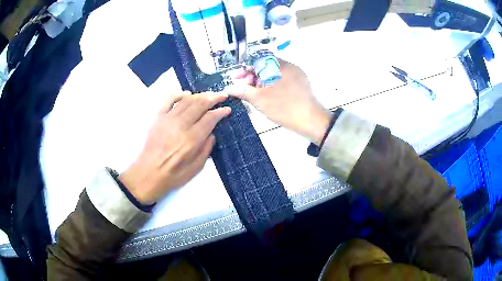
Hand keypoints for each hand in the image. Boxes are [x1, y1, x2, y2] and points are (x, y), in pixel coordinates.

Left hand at [119, 92, 230, 204]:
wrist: (148, 174)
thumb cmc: (173, 175)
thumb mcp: (196, 168)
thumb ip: (206, 149)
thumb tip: (212, 134)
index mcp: (192, 139)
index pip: (210, 118)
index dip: (221, 112)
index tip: (227, 109)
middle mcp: (181, 125)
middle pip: (200, 104)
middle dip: (214, 98)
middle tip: (222, 95)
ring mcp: (168, 119)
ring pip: (187, 100)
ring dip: (200, 95)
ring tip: (208, 95)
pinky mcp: (158, 117)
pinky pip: (169, 100)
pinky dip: (179, 94)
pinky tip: (187, 94)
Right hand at [229, 59, 331, 144]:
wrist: (311, 120)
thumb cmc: (284, 108)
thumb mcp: (259, 99)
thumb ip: (242, 91)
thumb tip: (229, 88)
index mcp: (278, 65)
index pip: (257, 59)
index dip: (245, 68)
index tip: (237, 78)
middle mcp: (289, 65)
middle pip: (266, 65)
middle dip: (253, 75)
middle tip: (244, 87)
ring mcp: (297, 74)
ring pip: (274, 72)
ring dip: (262, 80)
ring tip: (255, 93)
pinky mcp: (301, 83)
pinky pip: (283, 78)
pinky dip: (272, 84)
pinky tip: (268, 95)